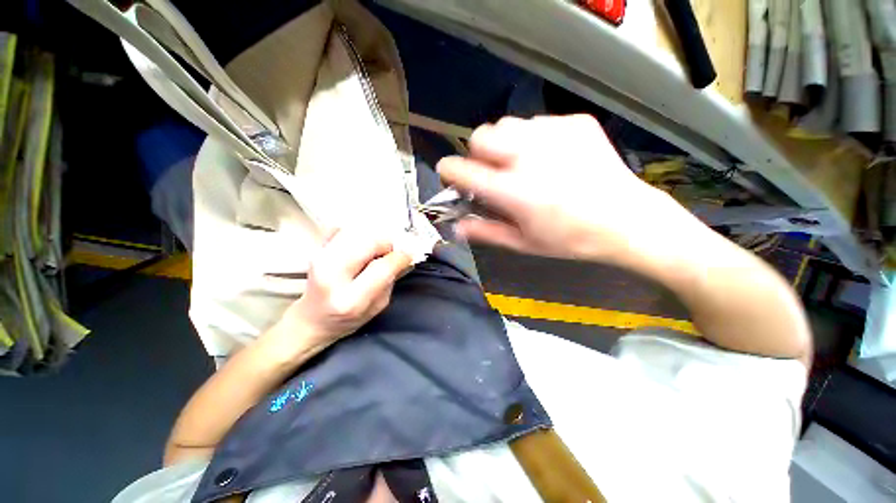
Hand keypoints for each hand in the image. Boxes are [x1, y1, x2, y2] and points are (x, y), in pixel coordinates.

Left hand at [273, 229, 411, 353]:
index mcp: (350, 299)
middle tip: (390, 253)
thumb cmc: (347, 319)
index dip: (400, 257)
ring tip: (374, 252)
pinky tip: (360, 247)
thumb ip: (391, 280)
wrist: (312, 319)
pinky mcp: (316, 249)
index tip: (408, 255)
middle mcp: (331, 275)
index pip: (382, 267)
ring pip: (357, 232)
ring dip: (373, 239)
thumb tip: (403, 256)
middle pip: (369, 242)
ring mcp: (320, 259)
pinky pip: (342, 229)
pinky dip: (357, 233)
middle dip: (386, 244)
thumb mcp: (378, 306)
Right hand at [437, 115, 701, 267]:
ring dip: (503, 144)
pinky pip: (537, 123)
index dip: (448, 171)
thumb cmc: (569, 239)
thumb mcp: (523, 243)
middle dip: (477, 154)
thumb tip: (456, 225)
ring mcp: (553, 134)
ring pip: (507, 124)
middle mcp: (528, 156)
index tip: (451, 176)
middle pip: (480, 136)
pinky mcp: (574, 123)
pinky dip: (532, 139)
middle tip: (492, 172)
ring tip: (521, 164)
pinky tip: (549, 158)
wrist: (627, 220)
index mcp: (513, 191)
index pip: (461, 170)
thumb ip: (485, 231)